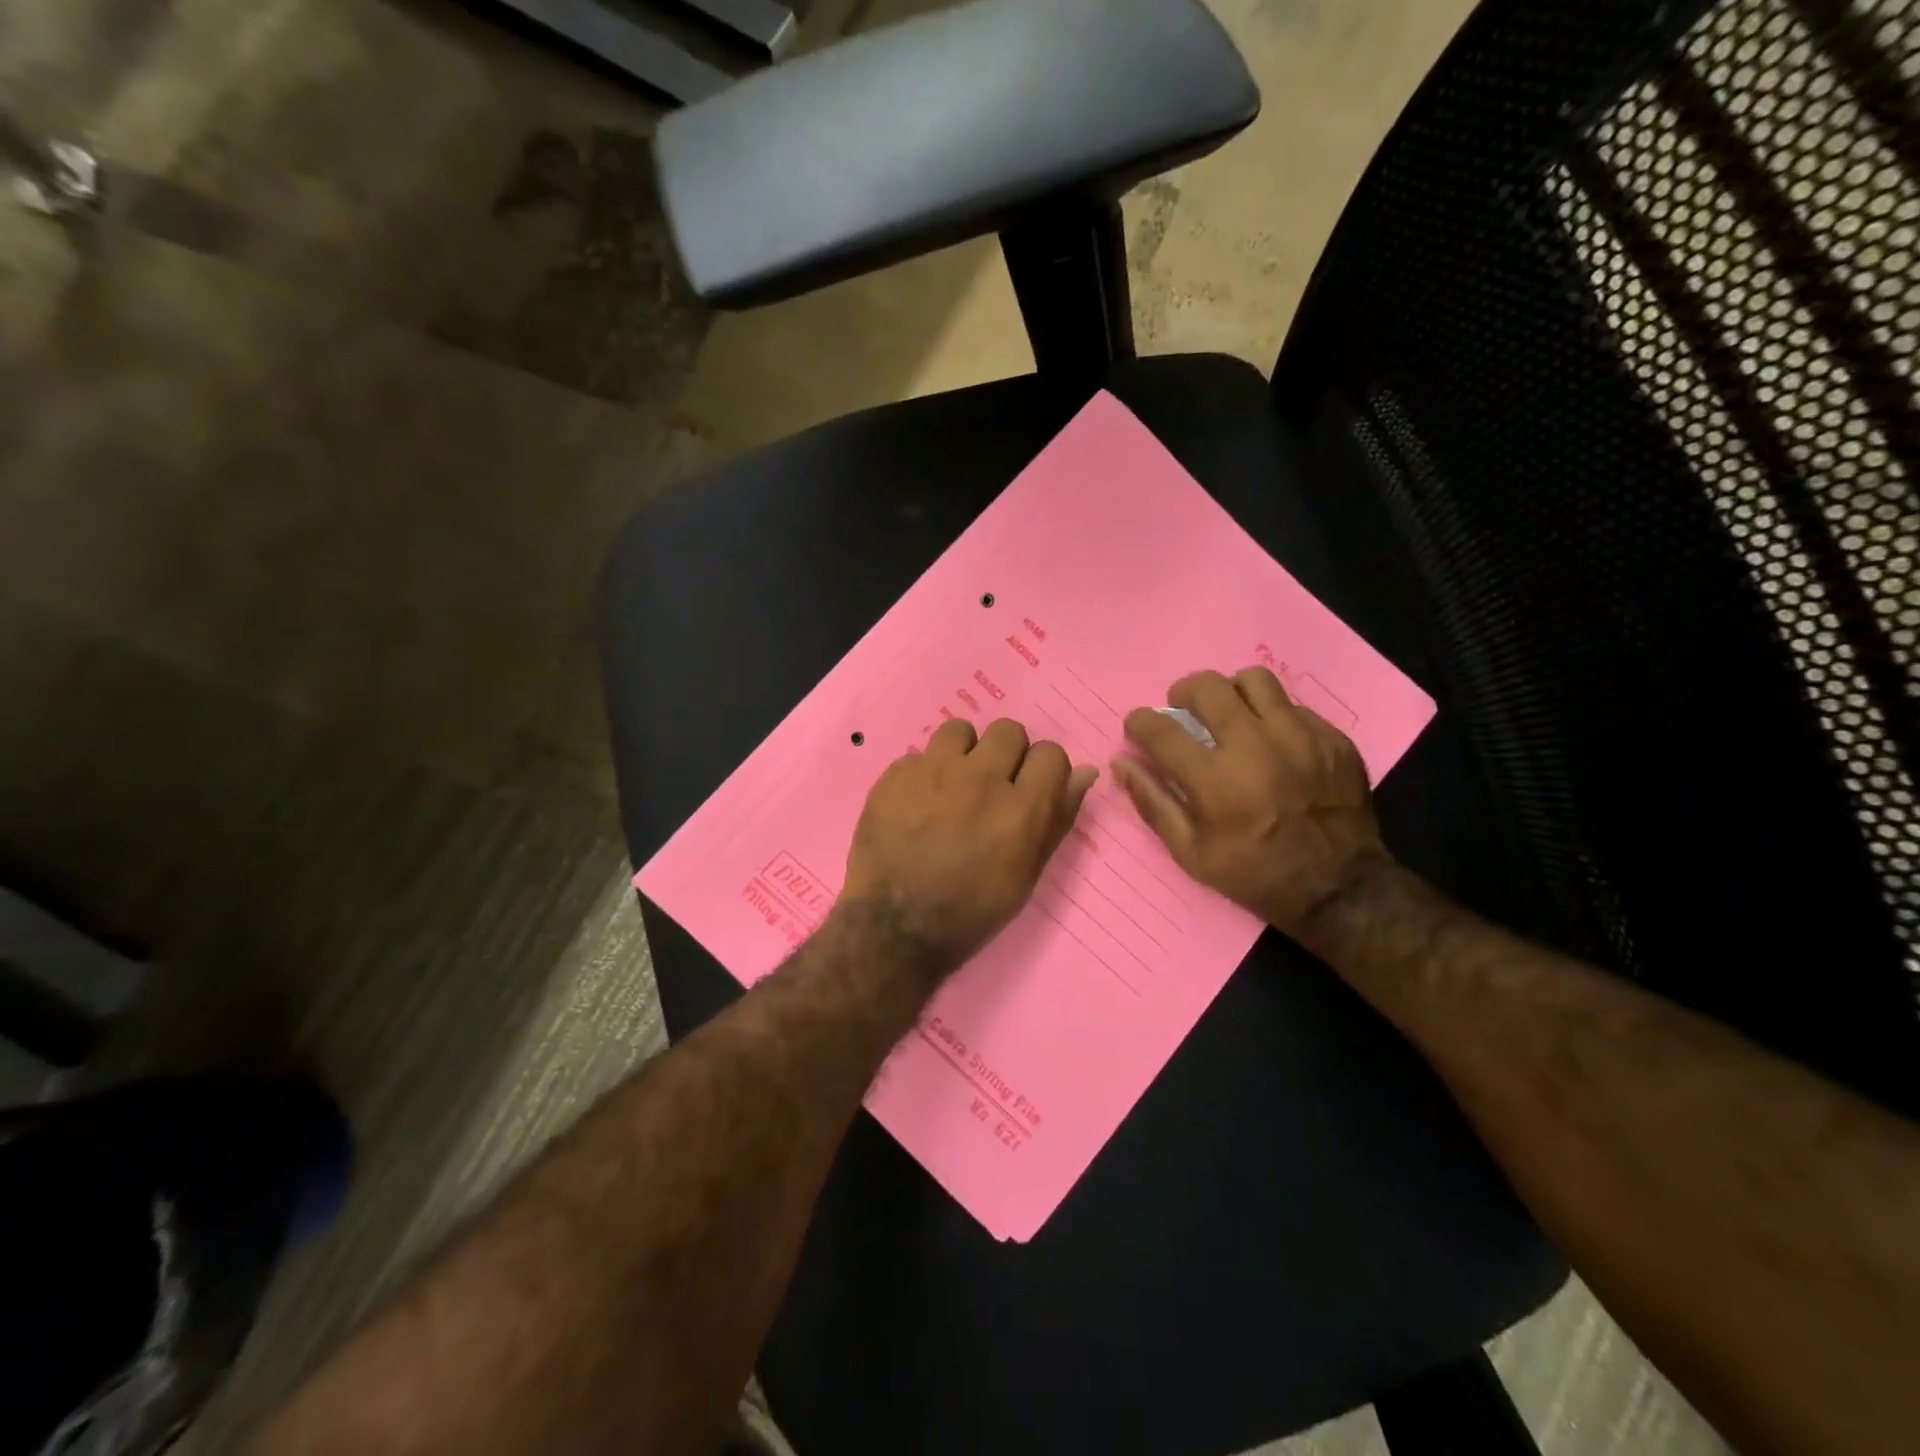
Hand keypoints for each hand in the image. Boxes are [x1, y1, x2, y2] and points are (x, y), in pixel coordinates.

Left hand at [842, 718, 1097, 974]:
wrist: (895, 928)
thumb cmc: (971, 912)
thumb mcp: (1026, 875)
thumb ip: (1057, 819)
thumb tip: (1086, 773)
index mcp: (1022, 809)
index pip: (1051, 753)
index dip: (1043, 771)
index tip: (1029, 789)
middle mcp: (981, 779)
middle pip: (1008, 731)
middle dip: (1005, 755)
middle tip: (990, 786)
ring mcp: (934, 773)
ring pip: (960, 730)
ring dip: (962, 753)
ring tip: (951, 784)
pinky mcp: (895, 776)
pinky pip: (918, 756)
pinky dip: (922, 775)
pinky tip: (915, 804)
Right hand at [1112, 667, 1390, 938]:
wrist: (1339, 888)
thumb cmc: (1255, 874)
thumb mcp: (1191, 854)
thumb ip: (1153, 803)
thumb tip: (1121, 763)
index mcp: (1215, 779)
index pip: (1160, 729)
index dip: (1139, 722)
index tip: (1138, 727)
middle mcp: (1255, 746)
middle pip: (1207, 687)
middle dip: (1182, 693)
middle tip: (1183, 711)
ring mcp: (1299, 737)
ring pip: (1254, 680)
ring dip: (1231, 693)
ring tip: (1229, 714)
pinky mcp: (1331, 738)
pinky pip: (1293, 705)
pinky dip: (1271, 716)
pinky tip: (1271, 741)